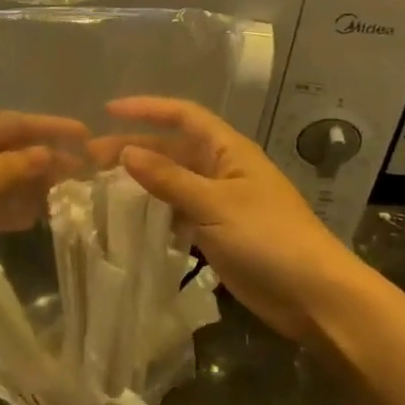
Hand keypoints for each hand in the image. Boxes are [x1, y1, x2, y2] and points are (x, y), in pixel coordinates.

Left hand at [0, 110, 86, 306]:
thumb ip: (13, 168)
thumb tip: (50, 153)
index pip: (12, 121)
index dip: (50, 128)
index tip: (86, 135)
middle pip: (4, 147)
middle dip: (42, 158)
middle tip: (83, 170)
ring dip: (26, 184)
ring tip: (66, 193)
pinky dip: (4, 207)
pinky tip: (30, 216)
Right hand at [98, 97, 364, 343]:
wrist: (314, 296)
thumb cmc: (268, 238)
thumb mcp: (215, 204)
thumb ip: (169, 179)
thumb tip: (126, 152)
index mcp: (229, 150)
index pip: (184, 116)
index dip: (147, 109)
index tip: (108, 111)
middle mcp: (223, 170)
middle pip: (173, 149)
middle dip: (135, 149)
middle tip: (90, 160)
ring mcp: (221, 203)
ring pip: (174, 182)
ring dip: (142, 182)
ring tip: (101, 188)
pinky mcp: (219, 234)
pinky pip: (180, 213)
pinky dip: (156, 213)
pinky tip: (130, 221)